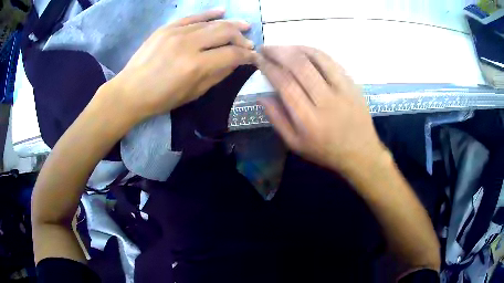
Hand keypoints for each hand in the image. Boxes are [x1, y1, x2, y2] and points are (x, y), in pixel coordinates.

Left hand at [105, 9, 255, 118]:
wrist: (130, 91)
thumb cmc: (161, 99)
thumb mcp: (193, 93)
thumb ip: (217, 76)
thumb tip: (235, 62)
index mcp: (196, 66)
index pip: (231, 54)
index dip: (247, 55)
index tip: (253, 57)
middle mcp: (189, 44)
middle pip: (225, 32)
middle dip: (241, 37)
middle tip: (247, 43)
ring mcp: (176, 33)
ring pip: (211, 23)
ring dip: (230, 24)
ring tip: (243, 26)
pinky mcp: (167, 28)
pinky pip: (192, 17)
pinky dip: (209, 13)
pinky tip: (222, 11)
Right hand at [257, 46, 388, 174]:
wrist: (360, 152)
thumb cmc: (325, 150)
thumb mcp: (295, 144)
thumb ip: (277, 120)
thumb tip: (261, 97)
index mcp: (308, 119)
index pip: (285, 84)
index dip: (269, 68)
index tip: (258, 60)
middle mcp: (325, 100)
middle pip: (299, 66)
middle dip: (278, 52)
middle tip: (265, 48)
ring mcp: (342, 89)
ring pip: (317, 58)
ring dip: (295, 48)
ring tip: (282, 47)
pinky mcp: (352, 84)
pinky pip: (332, 61)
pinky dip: (314, 52)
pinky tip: (303, 50)